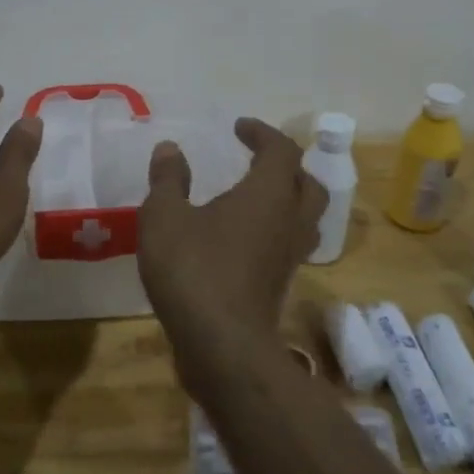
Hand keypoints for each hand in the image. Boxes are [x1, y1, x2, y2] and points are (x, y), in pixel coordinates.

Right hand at [137, 118, 326, 335]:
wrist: (222, 345)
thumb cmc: (193, 270)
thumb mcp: (164, 217)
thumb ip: (168, 180)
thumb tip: (169, 149)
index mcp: (268, 194)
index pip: (281, 150)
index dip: (263, 134)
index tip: (239, 128)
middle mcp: (289, 220)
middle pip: (308, 183)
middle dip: (286, 165)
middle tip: (258, 160)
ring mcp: (289, 256)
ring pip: (306, 217)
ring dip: (289, 198)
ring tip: (258, 195)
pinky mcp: (281, 284)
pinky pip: (290, 244)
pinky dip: (275, 229)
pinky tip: (245, 236)